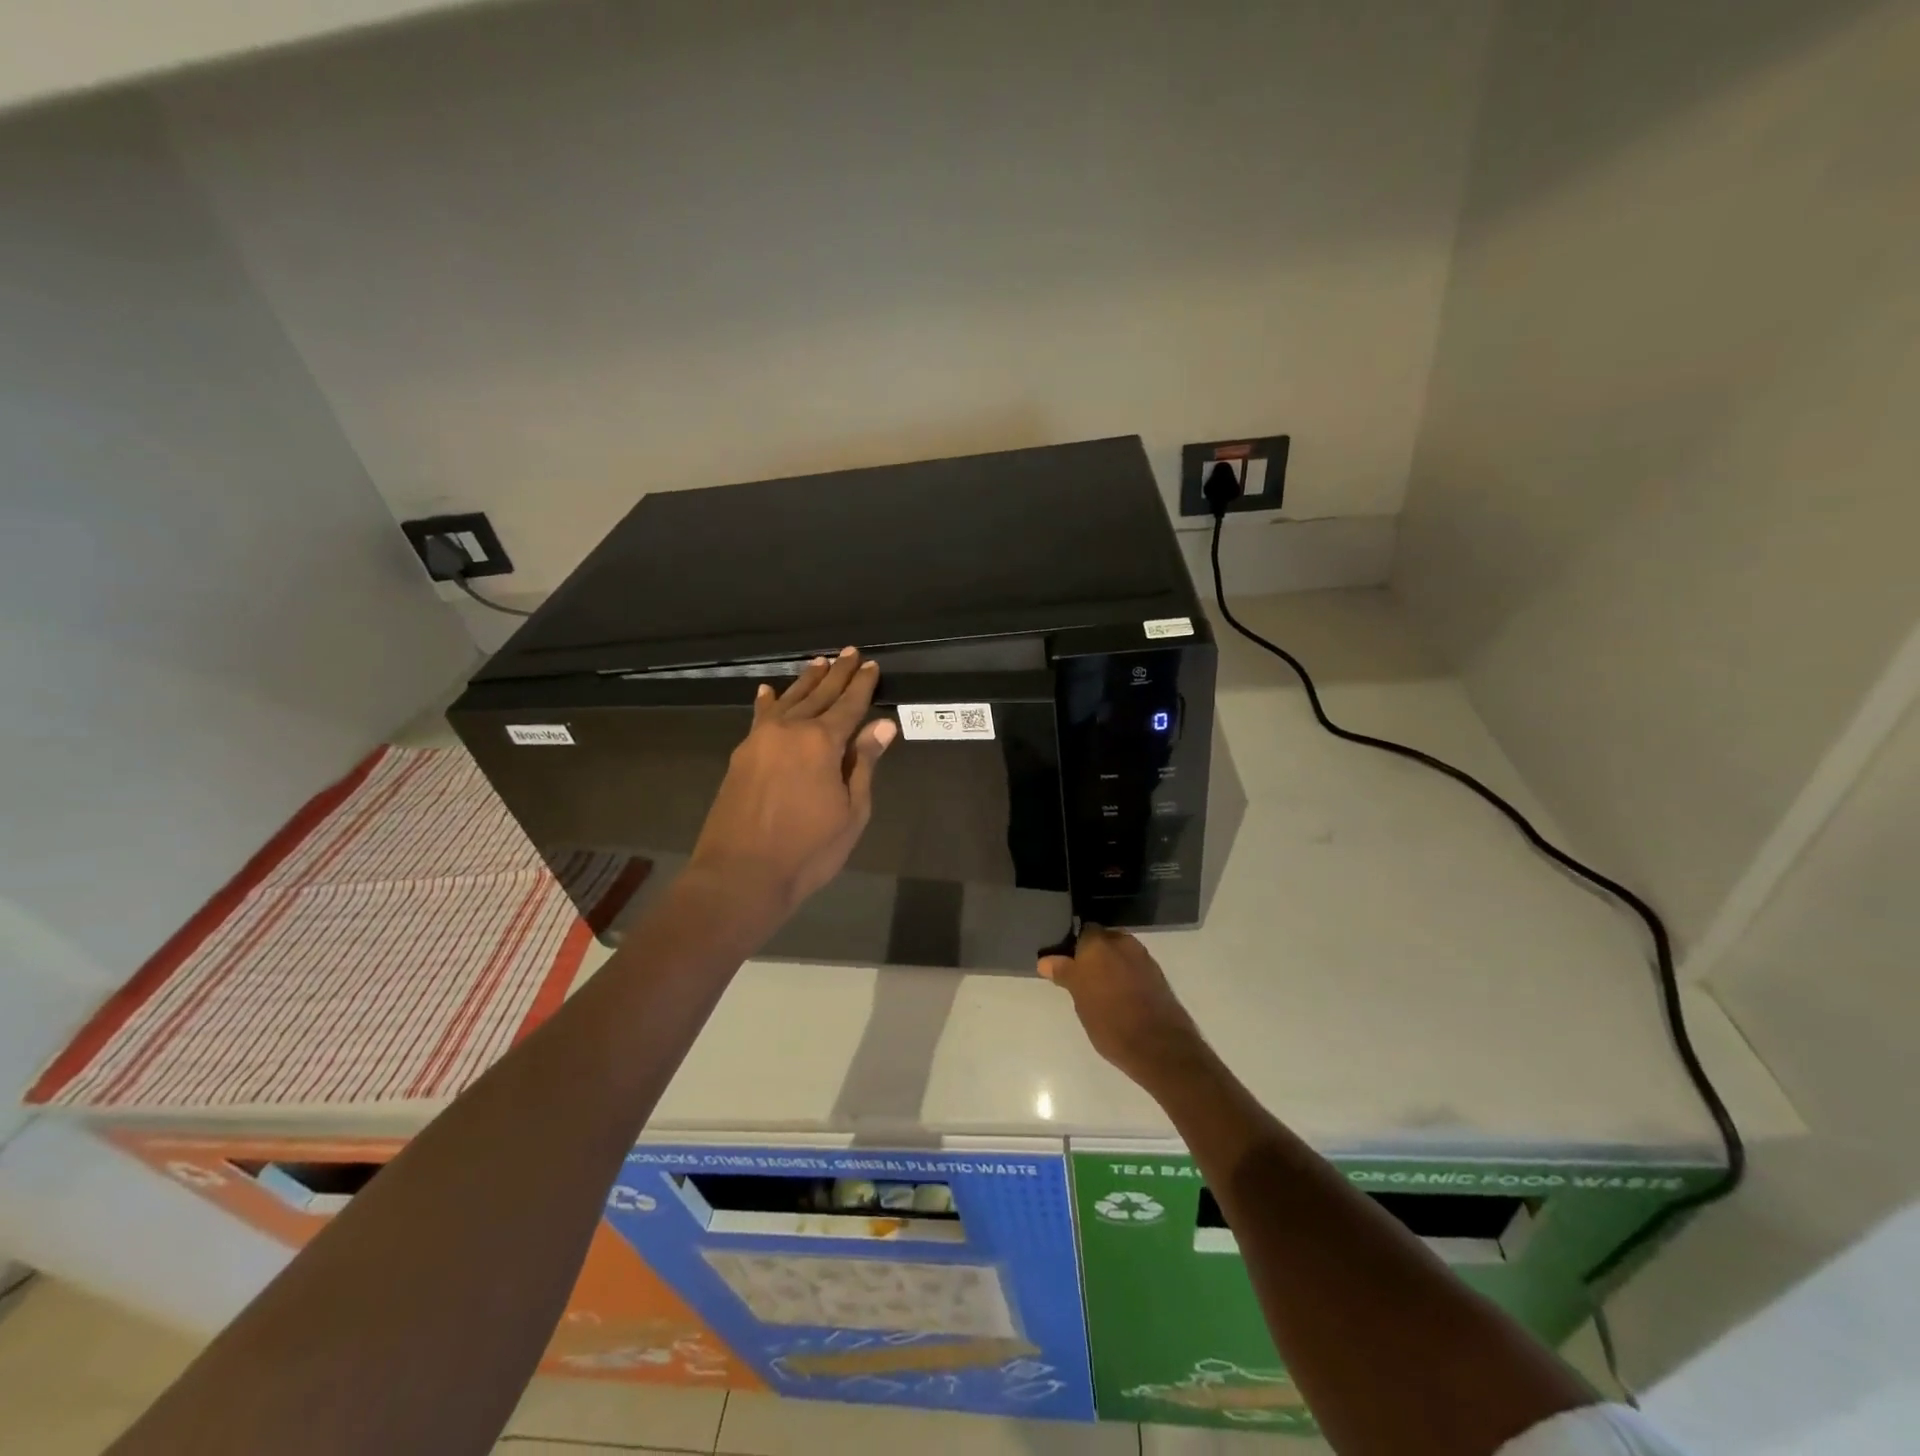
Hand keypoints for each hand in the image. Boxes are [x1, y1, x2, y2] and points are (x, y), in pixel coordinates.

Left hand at [689, 647, 896, 919]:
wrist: (740, 875)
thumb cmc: (807, 850)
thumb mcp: (851, 812)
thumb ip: (863, 764)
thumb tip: (882, 725)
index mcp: (822, 742)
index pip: (849, 705)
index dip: (862, 685)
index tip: (871, 665)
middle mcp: (790, 730)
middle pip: (819, 695)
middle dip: (837, 674)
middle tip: (849, 652)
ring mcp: (760, 740)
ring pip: (788, 700)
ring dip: (806, 681)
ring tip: (819, 662)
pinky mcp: (741, 755)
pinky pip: (759, 717)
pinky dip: (767, 702)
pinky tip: (768, 691)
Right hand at [1040, 926, 1208, 1086]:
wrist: (1159, 1047)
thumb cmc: (1110, 1022)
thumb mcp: (1080, 1000)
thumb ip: (1064, 973)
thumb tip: (1045, 961)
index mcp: (1099, 943)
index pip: (1081, 931)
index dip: (1073, 946)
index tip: (1065, 962)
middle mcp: (1122, 942)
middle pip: (1102, 940)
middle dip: (1092, 954)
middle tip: (1080, 977)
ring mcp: (1143, 958)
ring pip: (1119, 954)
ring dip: (1110, 966)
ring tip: (1099, 990)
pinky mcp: (1157, 976)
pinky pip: (1133, 968)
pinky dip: (1125, 976)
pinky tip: (1119, 996)